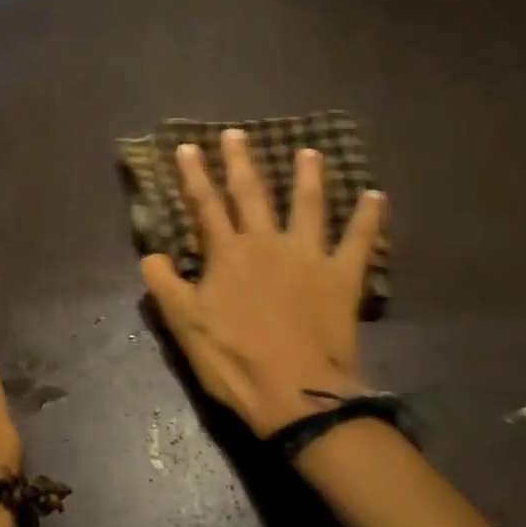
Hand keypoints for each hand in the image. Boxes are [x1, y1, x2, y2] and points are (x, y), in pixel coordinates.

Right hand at [141, 129, 385, 437]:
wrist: (295, 393)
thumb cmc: (234, 360)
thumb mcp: (185, 326)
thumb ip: (164, 285)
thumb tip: (150, 254)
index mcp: (228, 254)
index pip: (205, 205)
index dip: (194, 174)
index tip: (187, 147)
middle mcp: (267, 243)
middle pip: (252, 193)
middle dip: (241, 161)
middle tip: (237, 133)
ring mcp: (308, 256)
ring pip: (308, 205)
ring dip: (308, 176)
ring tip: (309, 152)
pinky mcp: (341, 276)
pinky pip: (358, 240)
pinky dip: (368, 217)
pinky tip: (376, 196)